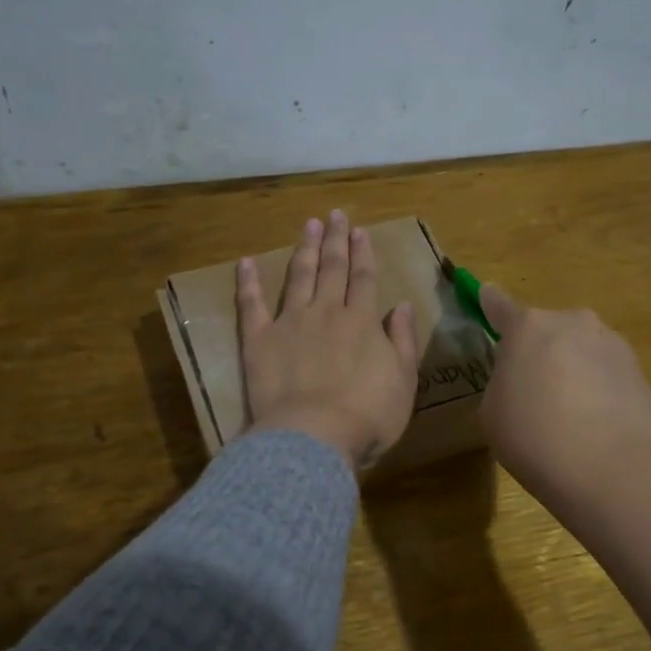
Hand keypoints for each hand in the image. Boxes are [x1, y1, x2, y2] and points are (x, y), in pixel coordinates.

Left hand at [239, 211, 420, 468]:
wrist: (315, 436)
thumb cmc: (368, 415)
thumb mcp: (403, 381)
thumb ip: (402, 340)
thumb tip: (401, 305)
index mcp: (362, 321)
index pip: (364, 278)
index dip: (363, 253)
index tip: (360, 230)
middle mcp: (327, 312)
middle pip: (332, 268)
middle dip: (335, 240)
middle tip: (334, 215)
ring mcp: (290, 322)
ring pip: (299, 277)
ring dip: (304, 249)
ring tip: (307, 226)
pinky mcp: (259, 340)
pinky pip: (252, 305)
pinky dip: (249, 282)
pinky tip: (246, 263)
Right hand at [477, 285, 650, 515]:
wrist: (610, 471)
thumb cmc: (534, 438)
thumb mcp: (491, 412)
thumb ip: (500, 381)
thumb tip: (520, 378)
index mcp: (527, 327)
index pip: (499, 305)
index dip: (489, 303)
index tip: (485, 296)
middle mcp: (572, 322)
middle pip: (545, 329)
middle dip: (537, 350)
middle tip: (530, 391)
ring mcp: (610, 343)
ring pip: (578, 348)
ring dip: (569, 367)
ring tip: (567, 413)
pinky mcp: (638, 369)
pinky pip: (604, 370)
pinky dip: (596, 386)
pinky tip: (593, 422)